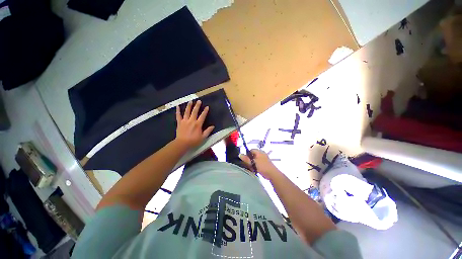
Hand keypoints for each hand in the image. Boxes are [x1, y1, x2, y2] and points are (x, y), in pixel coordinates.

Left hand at [175, 100, 214, 149]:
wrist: (182, 144)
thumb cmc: (193, 141)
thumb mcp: (203, 137)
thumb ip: (208, 131)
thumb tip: (213, 126)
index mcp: (198, 124)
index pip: (202, 116)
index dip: (205, 111)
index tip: (207, 107)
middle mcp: (191, 121)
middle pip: (195, 112)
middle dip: (197, 106)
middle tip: (199, 101)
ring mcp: (185, 121)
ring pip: (187, 112)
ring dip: (189, 106)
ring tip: (190, 101)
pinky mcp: (179, 123)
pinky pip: (178, 116)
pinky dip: (178, 111)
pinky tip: (178, 106)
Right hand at [240, 149, 281, 179]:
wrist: (272, 173)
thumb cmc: (262, 167)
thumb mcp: (253, 163)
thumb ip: (246, 159)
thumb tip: (239, 154)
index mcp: (259, 152)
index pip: (251, 150)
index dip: (247, 155)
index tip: (246, 160)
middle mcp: (261, 153)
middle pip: (252, 155)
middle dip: (250, 160)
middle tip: (249, 165)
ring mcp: (264, 158)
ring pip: (255, 159)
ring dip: (252, 163)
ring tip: (252, 168)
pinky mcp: (265, 163)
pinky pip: (258, 162)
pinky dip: (256, 165)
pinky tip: (255, 170)